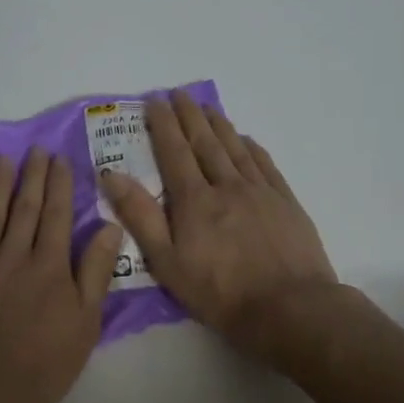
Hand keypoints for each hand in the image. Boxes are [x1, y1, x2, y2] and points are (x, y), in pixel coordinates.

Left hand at [0, 147, 122, 402]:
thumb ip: (95, 273)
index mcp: (49, 266)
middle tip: (35, 150)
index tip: (59, 159)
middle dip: (32, 176)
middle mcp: (13, 255)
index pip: (56, 214)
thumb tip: (110, 226)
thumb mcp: (85, 325)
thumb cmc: (42, 365)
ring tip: (2, 159)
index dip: (59, 185)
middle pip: (24, 207)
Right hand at [101, 91, 337, 357]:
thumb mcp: (167, 262)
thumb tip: (112, 174)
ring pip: (235, 148)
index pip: (174, 152)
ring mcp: (260, 192)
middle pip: (204, 143)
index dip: (163, 124)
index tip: (154, 101)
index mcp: (194, 201)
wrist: (291, 309)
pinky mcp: (286, 203)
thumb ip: (140, 216)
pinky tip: (246, 140)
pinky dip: (251, 147)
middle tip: (178, 93)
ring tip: (207, 107)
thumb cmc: (221, 292)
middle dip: (189, 116)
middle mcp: (227, 186)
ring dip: (219, 125)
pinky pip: (265, 164)